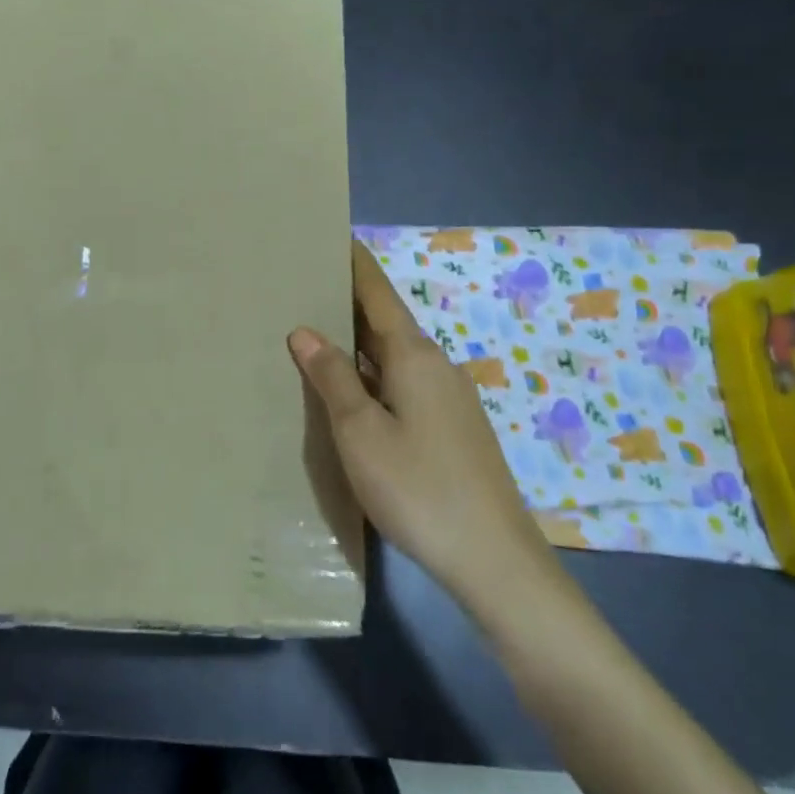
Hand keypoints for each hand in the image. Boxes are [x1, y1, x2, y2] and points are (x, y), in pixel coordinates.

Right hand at [289, 241, 559, 605]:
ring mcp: (448, 398)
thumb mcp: (360, 432)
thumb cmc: (418, 486)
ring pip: (393, 357)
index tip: (330, 235)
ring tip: (314, 336)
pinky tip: (350, 393)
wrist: (493, 558)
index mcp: (413, 355)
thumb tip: (305, 331)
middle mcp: (435, 365)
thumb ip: (332, 377)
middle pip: (384, 322)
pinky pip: (402, 384)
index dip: (353, 263)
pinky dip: (371, 375)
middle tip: (301, 288)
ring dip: (357, 343)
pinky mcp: (451, 428)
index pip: (377, 292)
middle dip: (347, 302)